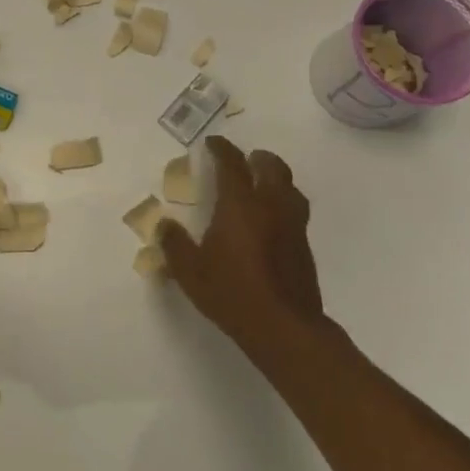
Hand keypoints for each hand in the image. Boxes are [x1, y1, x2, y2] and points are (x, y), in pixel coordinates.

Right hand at [158, 136, 335, 368]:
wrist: (285, 327)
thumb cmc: (232, 293)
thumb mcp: (190, 272)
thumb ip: (174, 244)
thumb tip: (165, 225)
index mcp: (241, 205)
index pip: (232, 164)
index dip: (222, 149)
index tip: (212, 143)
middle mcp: (271, 206)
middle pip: (272, 167)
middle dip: (256, 158)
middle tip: (243, 161)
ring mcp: (293, 225)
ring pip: (290, 187)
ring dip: (275, 178)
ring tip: (260, 185)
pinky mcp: (304, 245)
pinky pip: (295, 209)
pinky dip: (282, 202)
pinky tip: (270, 220)